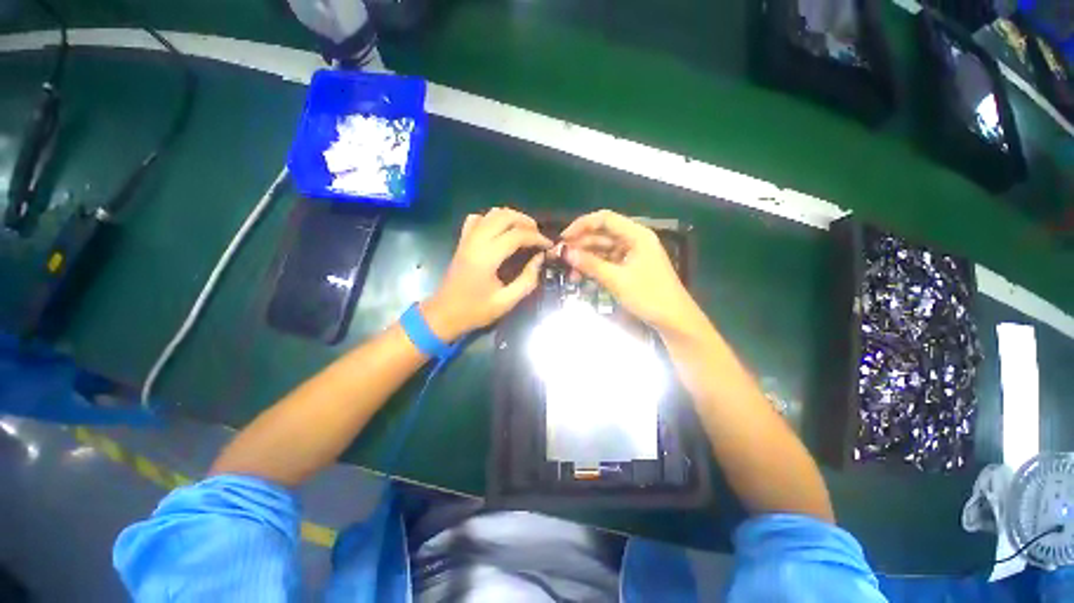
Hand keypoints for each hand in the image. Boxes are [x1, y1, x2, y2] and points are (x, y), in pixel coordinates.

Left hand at [422, 208, 551, 340]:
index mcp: (487, 256)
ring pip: (491, 213)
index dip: (537, 237)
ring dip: (511, 217)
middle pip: (504, 216)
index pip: (517, 235)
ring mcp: (467, 239)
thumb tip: (539, 259)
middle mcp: (476, 241)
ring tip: (524, 231)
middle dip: (526, 221)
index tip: (549, 245)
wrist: (444, 314)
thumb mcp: (506, 301)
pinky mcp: (462, 241)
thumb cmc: (475, 310)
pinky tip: (500, 231)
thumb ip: (527, 280)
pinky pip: (477, 219)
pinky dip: (492, 219)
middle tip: (538, 235)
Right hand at [560, 210, 699, 335]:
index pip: (604, 219)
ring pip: (603, 249)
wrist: (674, 320)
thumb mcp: (616, 280)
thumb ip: (589, 264)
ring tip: (569, 272)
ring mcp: (633, 254)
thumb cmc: (649, 296)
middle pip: (602, 234)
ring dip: (585, 258)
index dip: (581, 225)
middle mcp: (634, 239)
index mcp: (637, 235)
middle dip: (580, 244)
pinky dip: (594, 267)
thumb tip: (564, 252)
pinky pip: (608, 261)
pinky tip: (581, 277)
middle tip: (560, 257)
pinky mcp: (630, 267)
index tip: (562, 239)